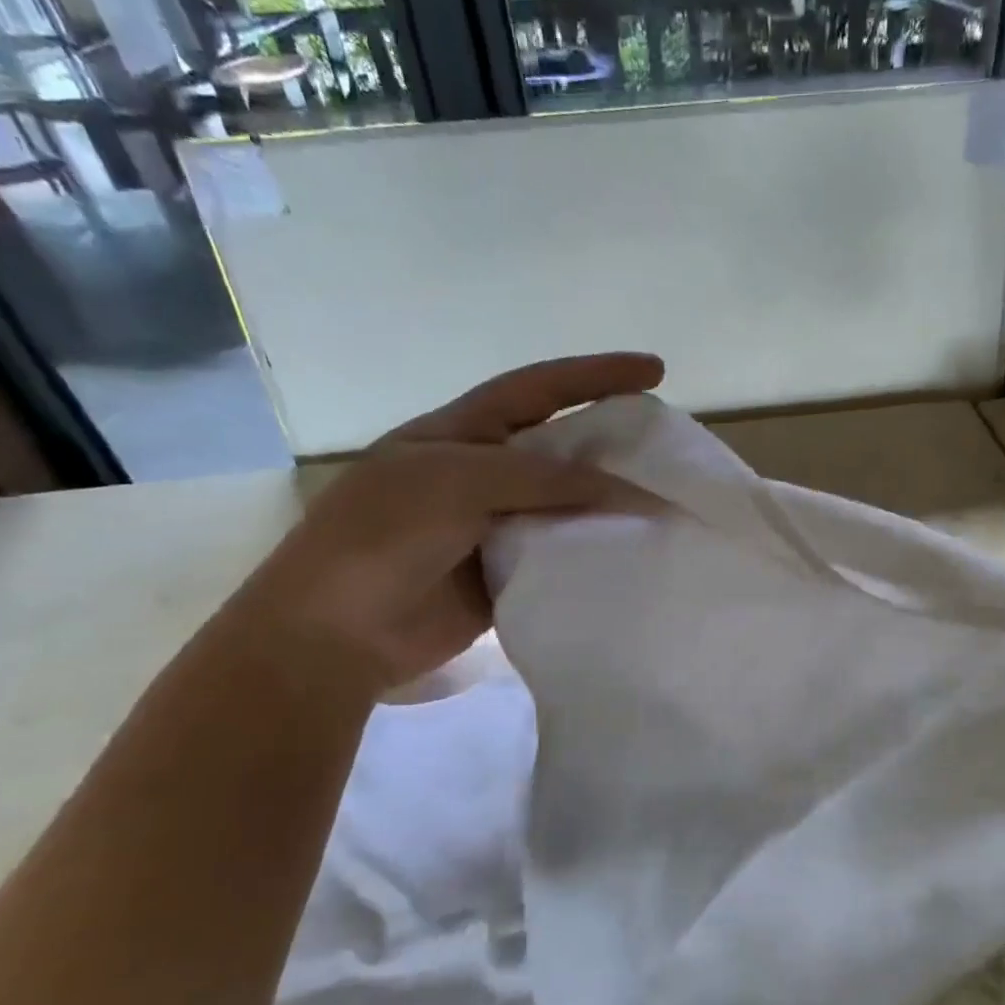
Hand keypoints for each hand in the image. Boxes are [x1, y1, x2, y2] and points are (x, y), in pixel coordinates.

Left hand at [219, 352, 663, 693]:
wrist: (336, 632)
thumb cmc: (384, 537)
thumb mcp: (458, 483)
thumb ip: (544, 480)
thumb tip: (628, 493)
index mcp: (460, 433)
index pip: (538, 389)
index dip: (595, 375)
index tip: (655, 371)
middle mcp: (481, 474)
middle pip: (560, 448)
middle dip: (612, 442)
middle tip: (668, 448)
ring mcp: (493, 527)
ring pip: (566, 505)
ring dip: (609, 504)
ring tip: (665, 502)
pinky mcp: (505, 575)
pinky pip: (559, 555)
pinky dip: (592, 553)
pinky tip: (632, 553)